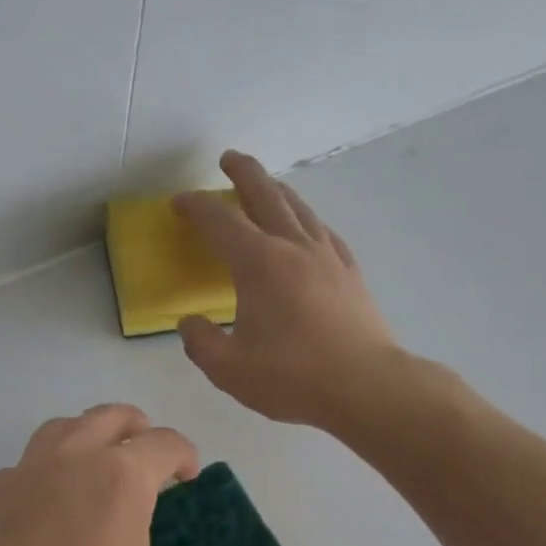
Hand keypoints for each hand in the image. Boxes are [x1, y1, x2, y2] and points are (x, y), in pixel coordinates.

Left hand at [0, 405, 226, 545]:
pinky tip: (48, 505)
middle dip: (137, 428)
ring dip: (87, 435)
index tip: (189, 478)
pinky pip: (23, 465)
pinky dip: (44, 469)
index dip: (185, 455)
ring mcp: (22, 475)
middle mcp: (70, 461)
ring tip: (97, 467)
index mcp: (120, 479)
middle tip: (149, 458)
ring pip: (59, 429)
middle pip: (108, 417)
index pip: (163, 443)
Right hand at [174, 150, 398, 429]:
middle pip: (266, 196)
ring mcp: (327, 256)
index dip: (196, 207)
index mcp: (258, 264)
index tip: (179, 203)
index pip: (220, 221)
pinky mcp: (349, 272)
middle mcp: (293, 247)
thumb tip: (190, 323)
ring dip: (276, 190)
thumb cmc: (292, 377)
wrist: (366, 386)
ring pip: (298, 208)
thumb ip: (200, 342)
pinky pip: (322, 230)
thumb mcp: (228, 368)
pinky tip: (305, 226)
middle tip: (229, 159)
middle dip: (244, 173)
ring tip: (264, 185)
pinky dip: (305, 218)